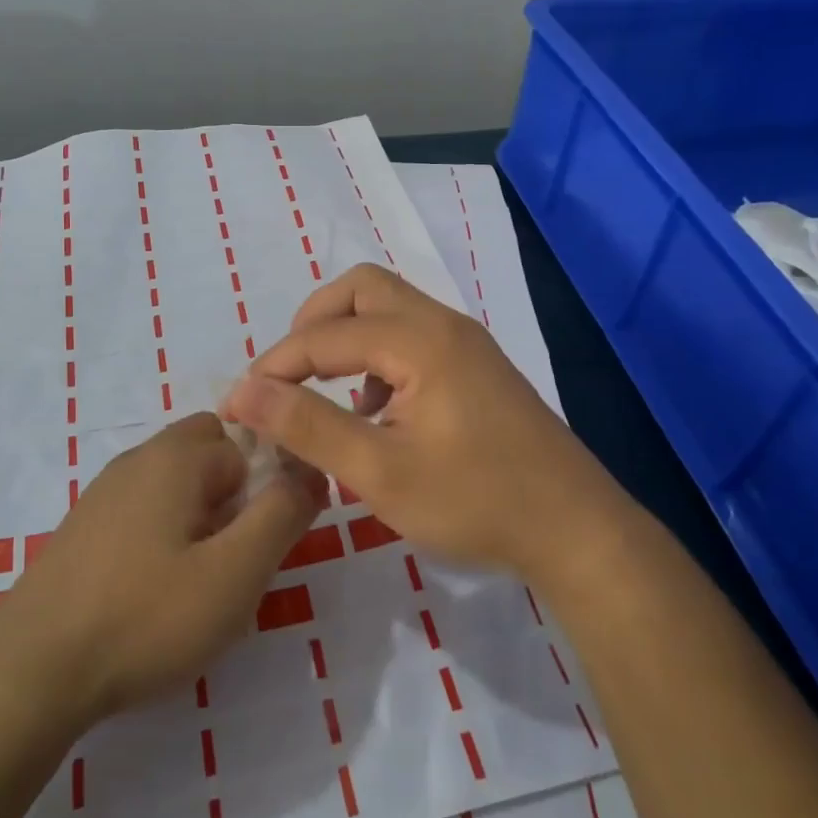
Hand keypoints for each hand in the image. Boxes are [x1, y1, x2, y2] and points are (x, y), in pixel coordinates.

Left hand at [0, 413, 324, 725]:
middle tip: (238, 555)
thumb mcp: (235, 573)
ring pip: (176, 484)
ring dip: (201, 517)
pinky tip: (156, 591)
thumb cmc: (145, 617)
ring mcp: (104, 493)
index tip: (267, 539)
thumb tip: (311, 472)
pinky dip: (166, 535)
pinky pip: (144, 511)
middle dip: (235, 493)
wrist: (30, 672)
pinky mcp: (84, 529)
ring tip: (201, 581)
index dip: (268, 484)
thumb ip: (282, 515)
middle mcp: (138, 460)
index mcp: (176, 456)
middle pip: (208, 452)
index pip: (246, 439)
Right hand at [223, 264, 629, 584]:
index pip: (325, 334)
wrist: (575, 529)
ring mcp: (465, 342)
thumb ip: (309, 426)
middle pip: (361, 289)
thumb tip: (244, 392)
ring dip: (346, 335)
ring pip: (389, 307)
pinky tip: (375, 410)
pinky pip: (412, 334)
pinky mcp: (476, 366)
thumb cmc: (476, 501)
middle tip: (286, 374)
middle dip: (312, 324)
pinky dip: (377, 353)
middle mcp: (442, 324)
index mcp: (419, 340)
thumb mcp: (380, 472)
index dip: (275, 365)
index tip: (241, 403)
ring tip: (324, 392)